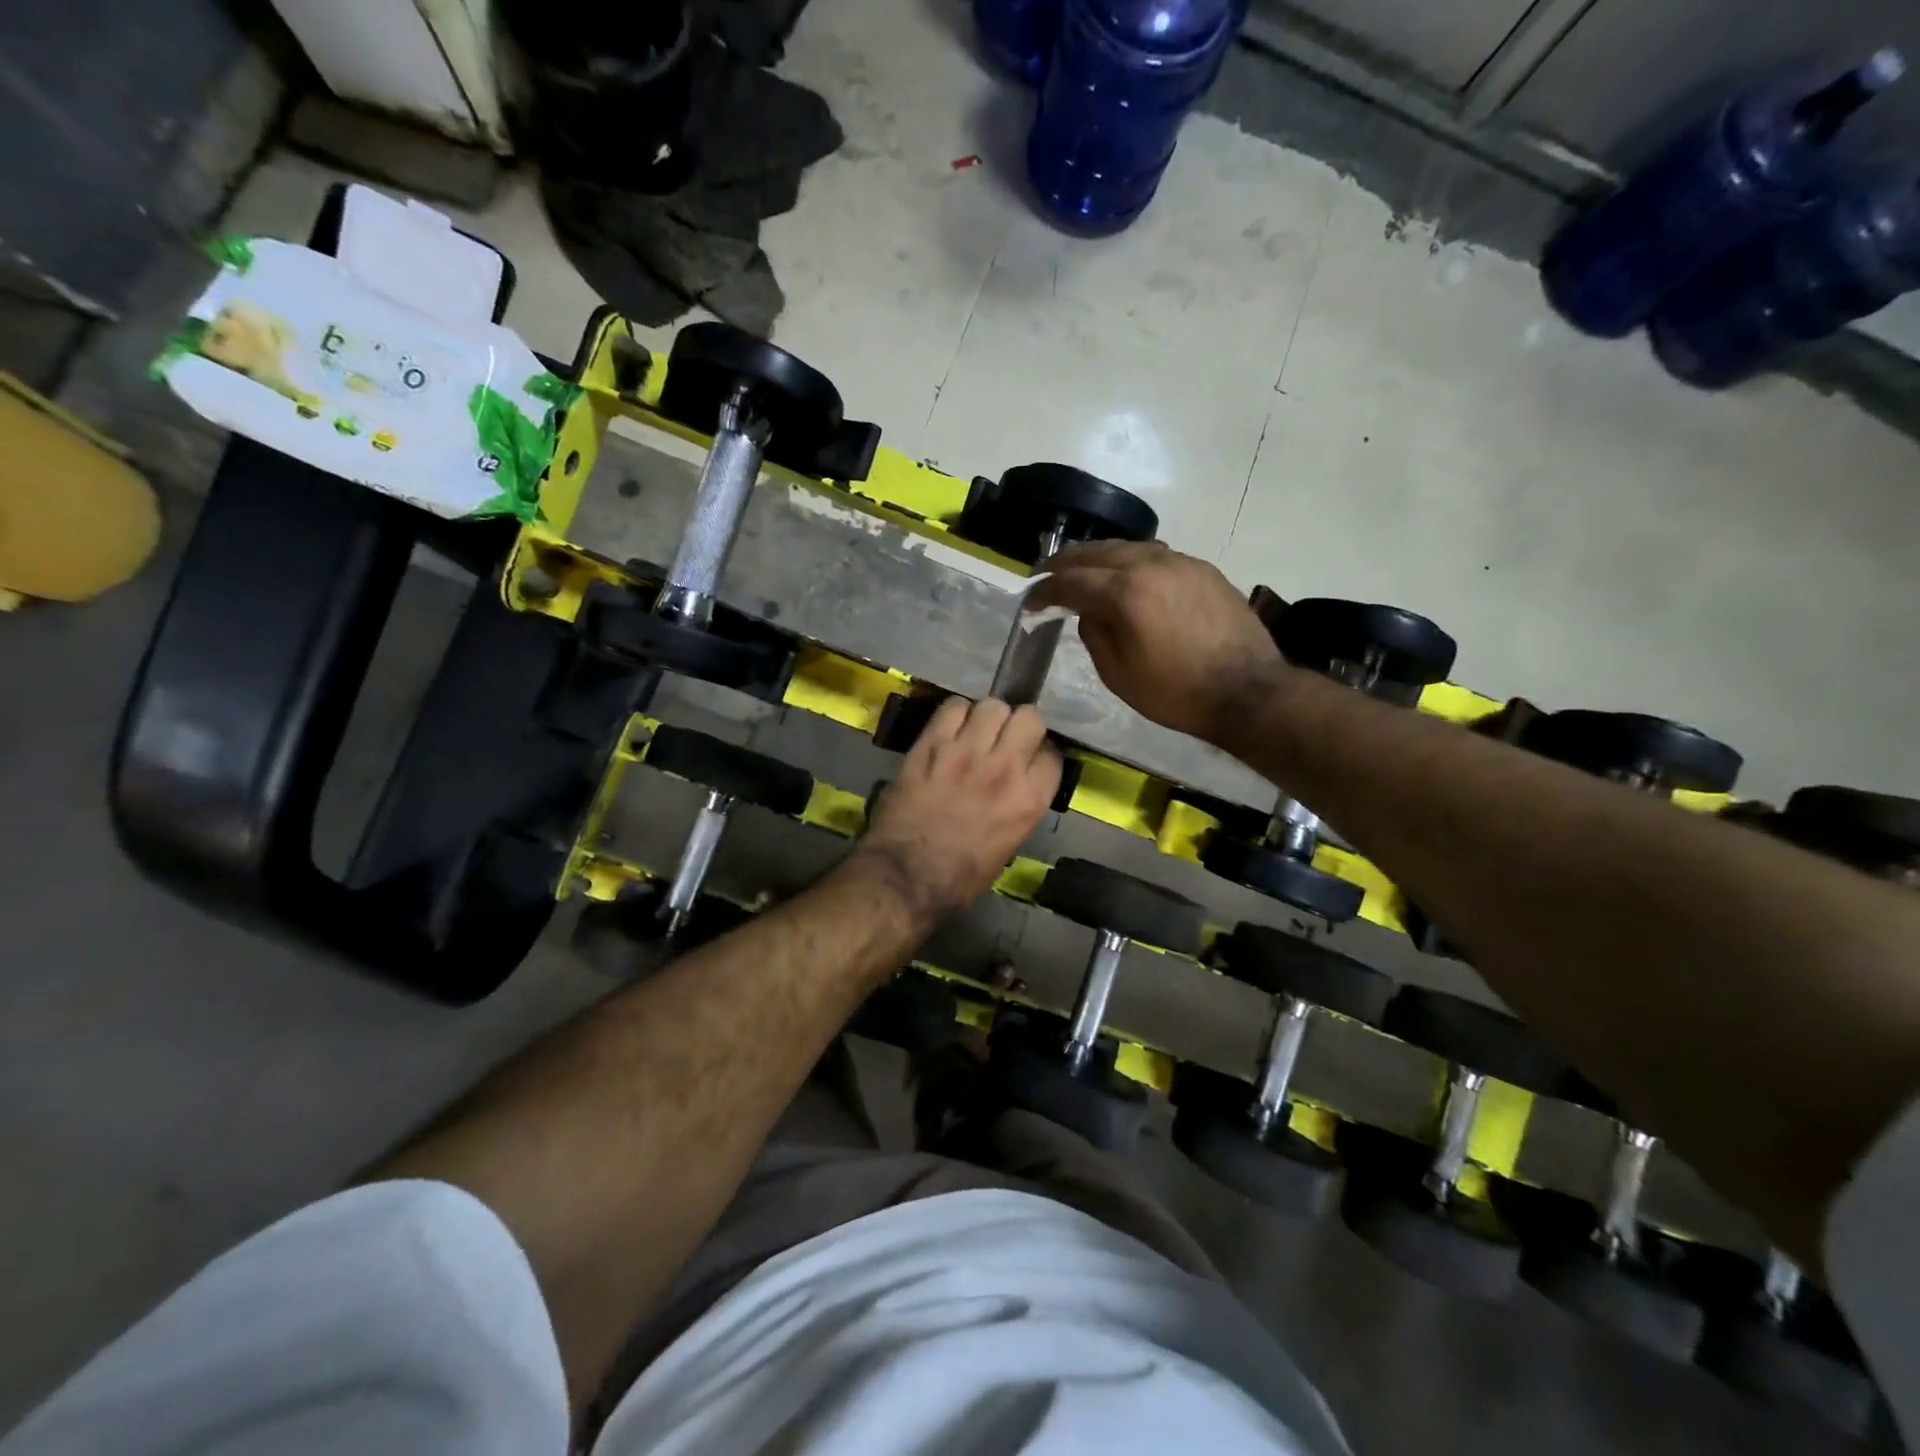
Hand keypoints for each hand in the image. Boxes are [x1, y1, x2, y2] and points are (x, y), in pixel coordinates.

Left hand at [856, 697, 1061, 922]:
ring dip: (986, 716)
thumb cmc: (961, 876)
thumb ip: (1020, 804)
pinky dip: (954, 713)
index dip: (1039, 754)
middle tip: (1004, 737)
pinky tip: (948, 729)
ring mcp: (967, 752)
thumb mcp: (1009, 844)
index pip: (1052, 754)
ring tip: (975, 730)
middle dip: (1019, 724)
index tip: (1028, 760)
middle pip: (1029, 718)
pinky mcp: (932, 745)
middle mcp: (1005, 768)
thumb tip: (1017, 782)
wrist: (907, 876)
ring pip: (992, 706)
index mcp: (1030, 800)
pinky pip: (952, 707)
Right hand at [1027, 540, 1285, 741]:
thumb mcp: (1118, 675)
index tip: (1029, 603)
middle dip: (1065, 563)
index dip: (1044, 591)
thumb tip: (1088, 612)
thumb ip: (1094, 635)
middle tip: (1045, 574)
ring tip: (1082, 570)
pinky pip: (1155, 555)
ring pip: (1127, 547)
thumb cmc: (1176, 692)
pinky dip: (1130, 561)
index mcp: (1125, 592)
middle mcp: (1150, 564)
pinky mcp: (1202, 569)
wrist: (1247, 691)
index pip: (1071, 582)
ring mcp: (1180, 562)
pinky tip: (1126, 576)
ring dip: (1098, 557)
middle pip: (1096, 552)